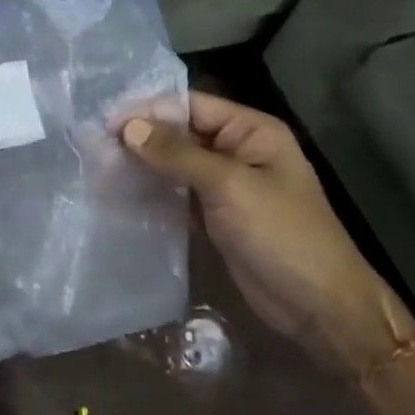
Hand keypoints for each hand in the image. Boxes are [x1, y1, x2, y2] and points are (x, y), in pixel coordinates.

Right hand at [121, 93, 414, 377]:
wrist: (319, 308)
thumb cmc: (282, 235)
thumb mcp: (229, 186)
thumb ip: (177, 154)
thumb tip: (128, 127)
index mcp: (251, 130)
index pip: (191, 106)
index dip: (149, 110)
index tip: (106, 122)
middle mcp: (237, 150)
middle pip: (180, 133)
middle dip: (141, 138)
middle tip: (95, 146)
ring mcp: (225, 185)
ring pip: (175, 164)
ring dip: (142, 165)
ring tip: (99, 167)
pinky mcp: (214, 215)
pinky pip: (177, 193)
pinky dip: (152, 191)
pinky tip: (120, 193)